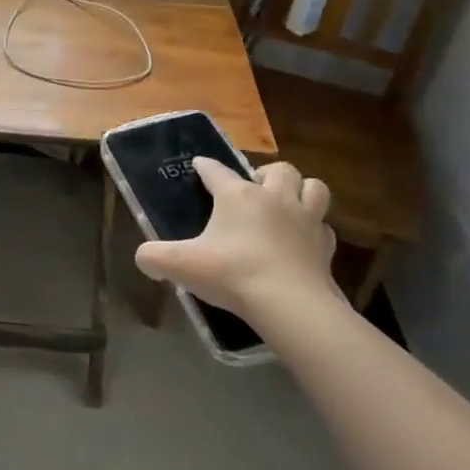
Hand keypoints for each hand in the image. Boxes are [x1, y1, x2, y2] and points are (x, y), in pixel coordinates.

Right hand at [133, 158, 345, 344]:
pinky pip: (324, 227)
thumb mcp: (180, 265)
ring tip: (287, 204)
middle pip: (278, 169)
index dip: (205, 167)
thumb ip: (154, 257)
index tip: (199, 165)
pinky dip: (315, 229)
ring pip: (313, 187)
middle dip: (266, 173)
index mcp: (237, 195)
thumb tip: (143, 258)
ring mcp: (306, 220)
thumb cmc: (232, 273)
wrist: (289, 304)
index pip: (217, 170)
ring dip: (301, 190)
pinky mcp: (325, 247)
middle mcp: (274, 198)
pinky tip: (303, 241)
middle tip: (255, 189)